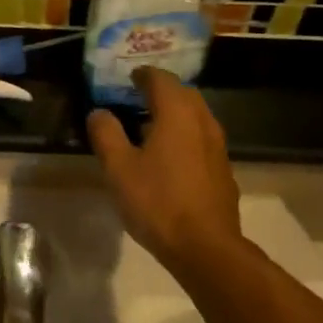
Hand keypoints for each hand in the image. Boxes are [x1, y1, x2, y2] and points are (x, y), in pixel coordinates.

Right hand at [86, 68, 241, 269]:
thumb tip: (99, 113)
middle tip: (137, 97)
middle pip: (183, 94)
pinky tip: (170, 157)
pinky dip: (185, 136)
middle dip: (161, 91)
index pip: (161, 79)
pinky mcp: (223, 169)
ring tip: (150, 126)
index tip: (128, 77)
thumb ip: (107, 135)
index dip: (143, 75)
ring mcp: (218, 146)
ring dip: (175, 114)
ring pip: (196, 117)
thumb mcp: (119, 169)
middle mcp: (203, 122)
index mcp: (177, 114)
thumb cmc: (158, 202)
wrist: (205, 247)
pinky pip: (202, 139)